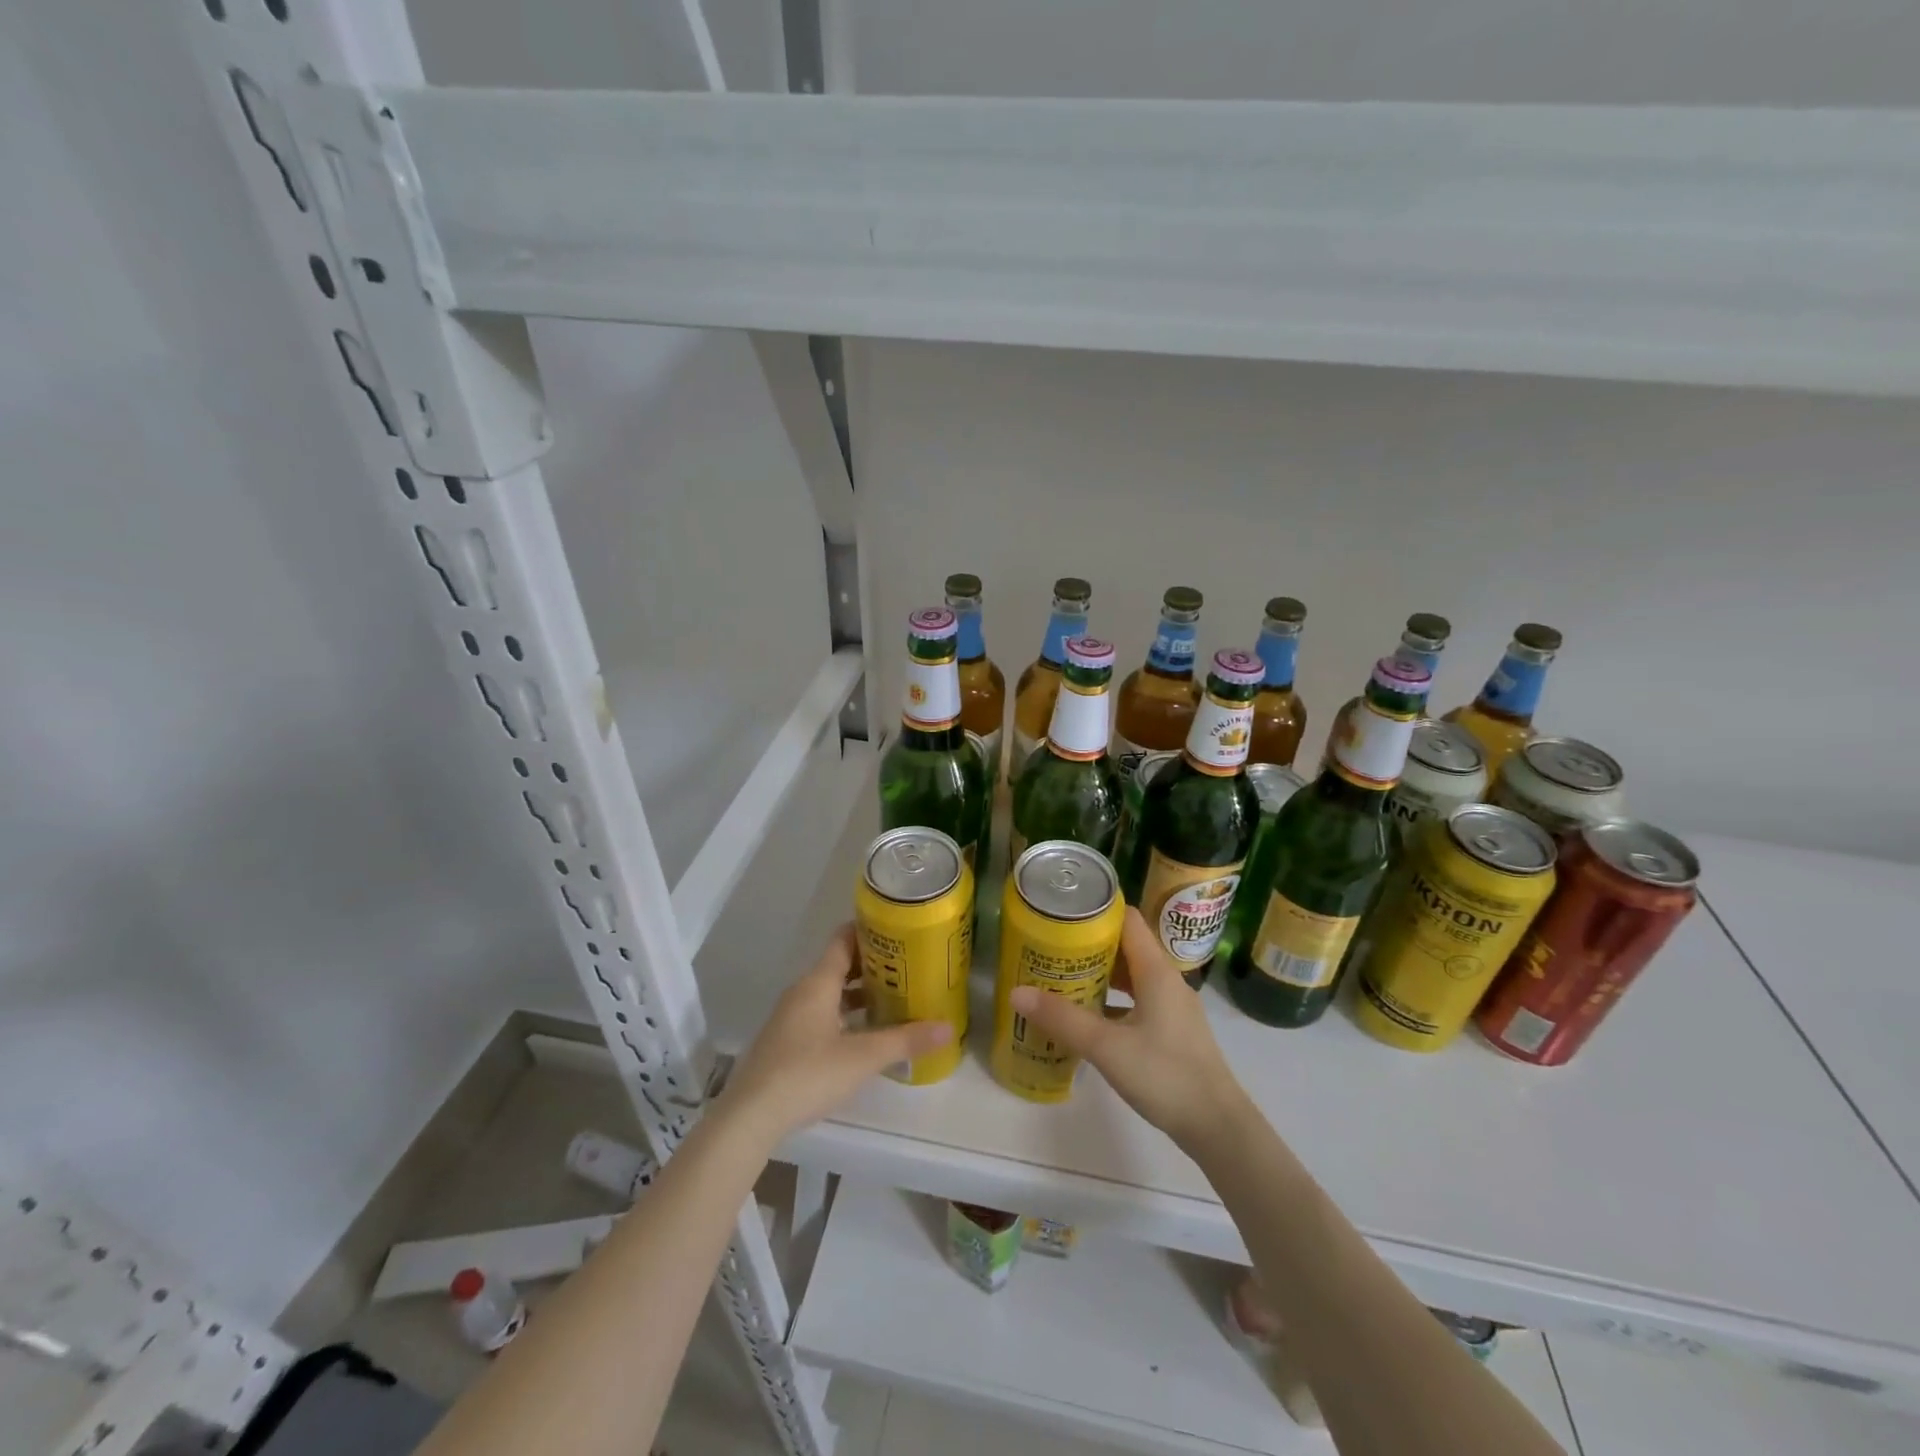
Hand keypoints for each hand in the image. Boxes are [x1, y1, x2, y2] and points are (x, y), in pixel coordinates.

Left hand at [718, 924, 951, 1148]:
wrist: (750, 1116)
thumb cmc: (808, 1074)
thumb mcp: (863, 1057)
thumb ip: (905, 1040)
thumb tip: (948, 1027)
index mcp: (818, 983)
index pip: (843, 939)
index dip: (869, 930)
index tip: (898, 929)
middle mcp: (803, 991)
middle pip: (839, 965)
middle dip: (872, 964)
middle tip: (907, 965)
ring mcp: (791, 1016)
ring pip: (830, 992)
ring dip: (858, 992)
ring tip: (894, 997)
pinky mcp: (786, 1041)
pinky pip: (821, 1013)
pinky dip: (844, 1013)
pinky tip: (864, 1032)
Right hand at [1009, 908, 1248, 1149]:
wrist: (1217, 1126)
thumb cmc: (1164, 1075)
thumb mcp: (1106, 1046)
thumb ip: (1062, 1019)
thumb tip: (1016, 992)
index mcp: (1156, 970)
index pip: (1127, 920)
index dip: (1096, 912)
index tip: (1062, 914)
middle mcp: (1167, 980)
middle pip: (1126, 946)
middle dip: (1089, 945)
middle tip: (1051, 949)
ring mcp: (1172, 1006)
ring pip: (1131, 976)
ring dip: (1100, 974)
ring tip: (1062, 979)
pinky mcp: (1172, 1031)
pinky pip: (1137, 1001)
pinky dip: (1112, 1001)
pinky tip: (1088, 1019)